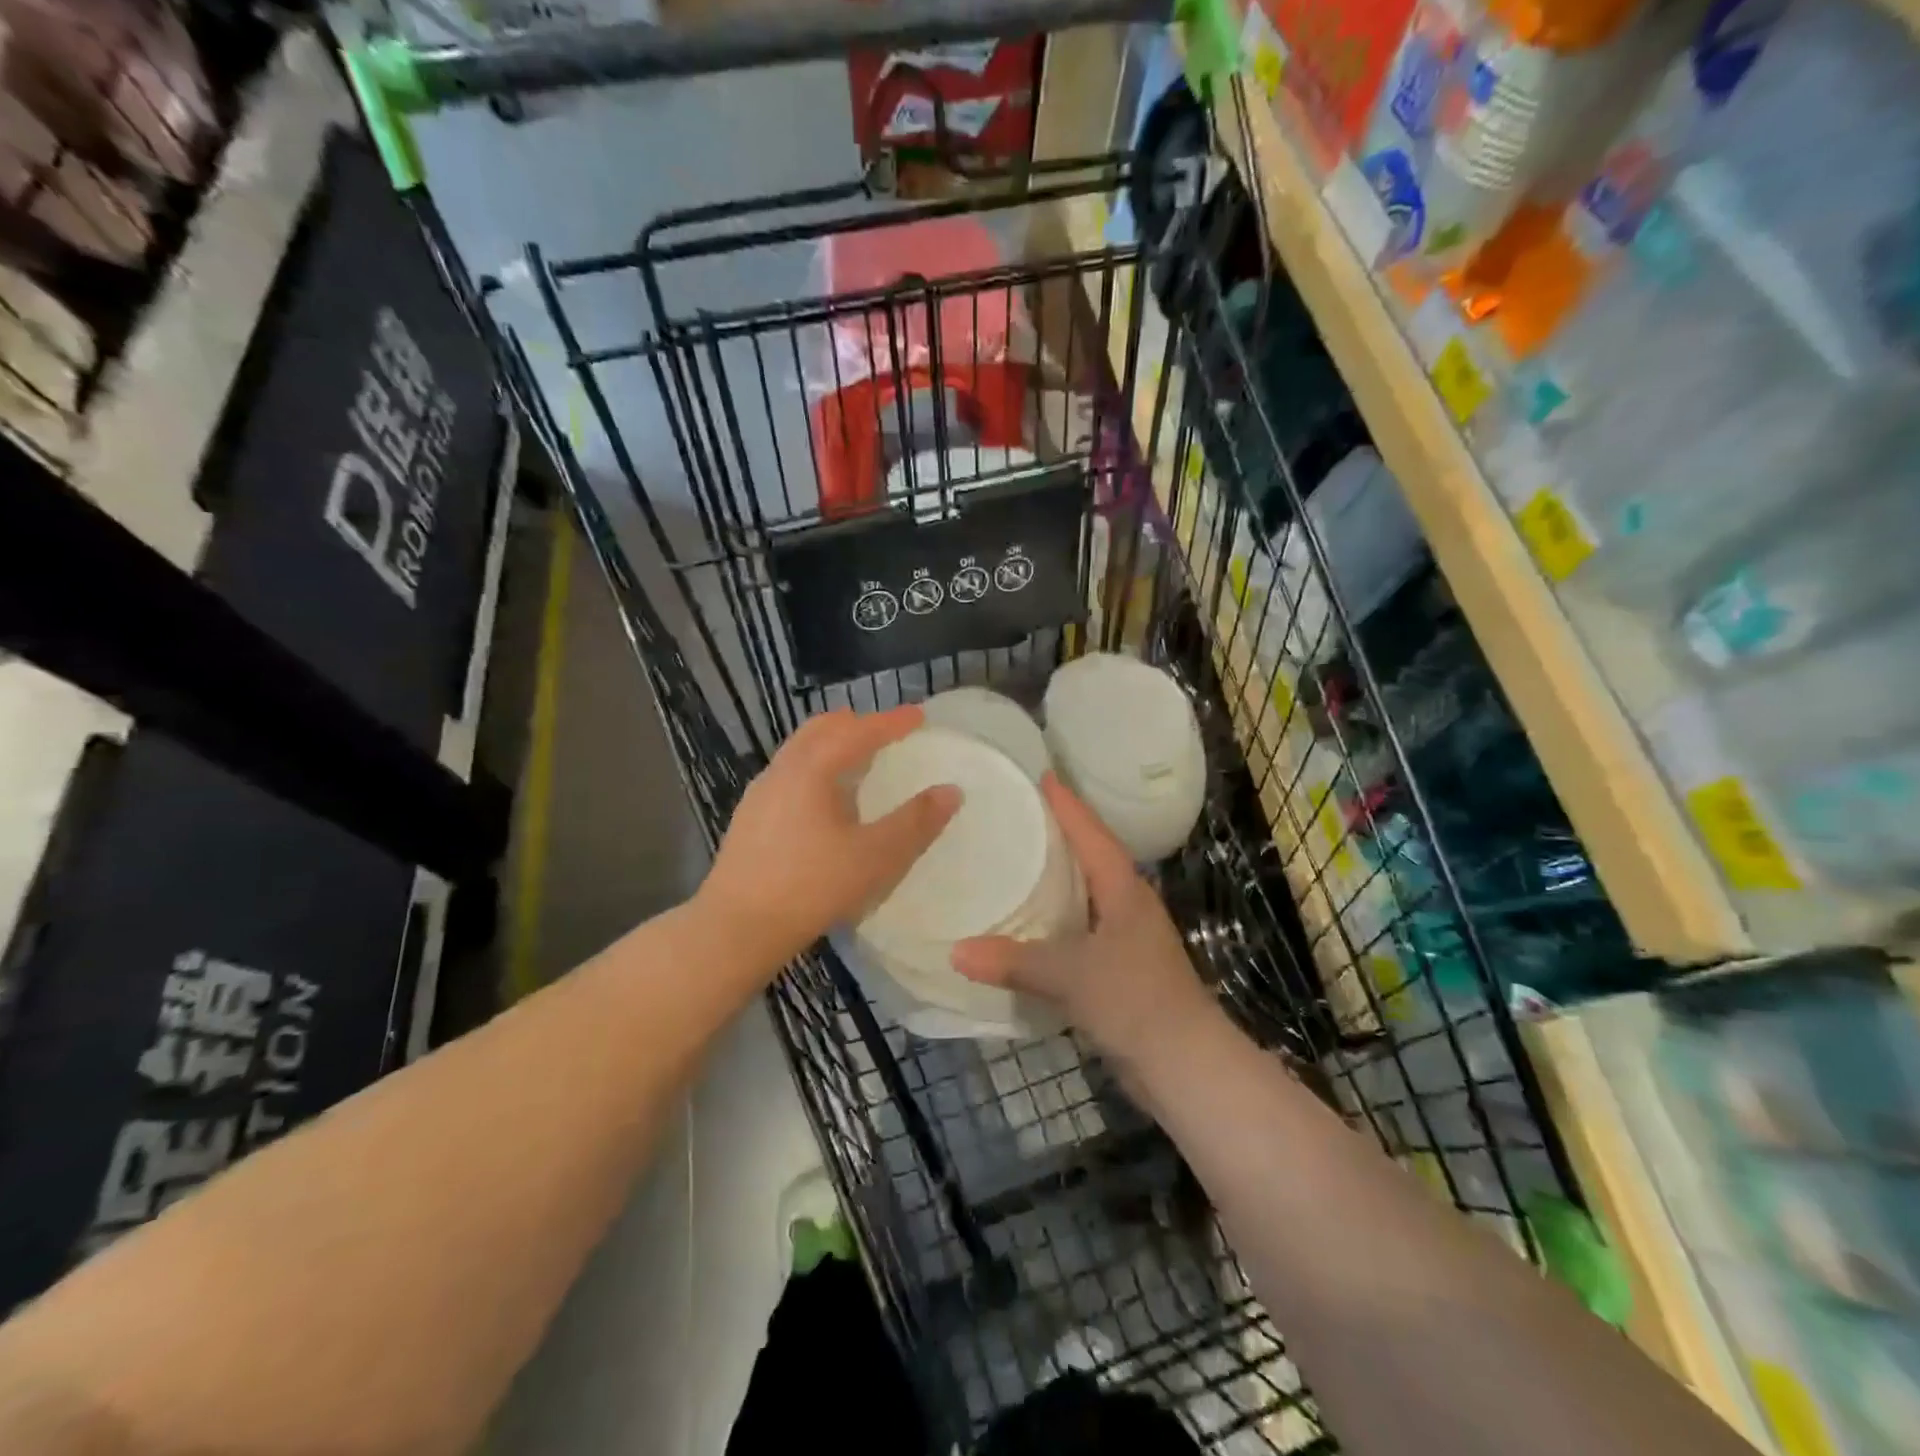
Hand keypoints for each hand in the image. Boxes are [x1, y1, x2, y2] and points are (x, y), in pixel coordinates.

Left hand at [699, 706, 959, 970]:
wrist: (736, 928)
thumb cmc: (811, 887)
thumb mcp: (875, 857)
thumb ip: (915, 823)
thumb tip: (950, 791)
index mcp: (811, 770)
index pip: (857, 732)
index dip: (891, 722)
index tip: (919, 715)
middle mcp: (782, 771)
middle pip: (821, 730)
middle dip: (856, 724)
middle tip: (886, 731)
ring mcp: (760, 794)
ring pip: (800, 751)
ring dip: (832, 744)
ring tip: (858, 759)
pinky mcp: (750, 818)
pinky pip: (789, 774)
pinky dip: (816, 767)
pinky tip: (824, 800)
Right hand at [951, 774, 1216, 1066]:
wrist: (1184, 1065)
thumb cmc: (1134, 1000)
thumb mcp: (1070, 975)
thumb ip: (1013, 960)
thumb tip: (955, 952)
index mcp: (1123, 890)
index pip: (1091, 834)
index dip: (1067, 805)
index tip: (1042, 775)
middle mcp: (1128, 905)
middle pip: (1091, 857)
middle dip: (1059, 835)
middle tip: (1017, 814)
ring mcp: (1128, 938)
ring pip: (1086, 895)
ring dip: (1057, 878)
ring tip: (1015, 862)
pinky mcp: (1121, 969)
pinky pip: (1081, 929)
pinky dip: (1056, 920)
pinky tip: (1029, 925)